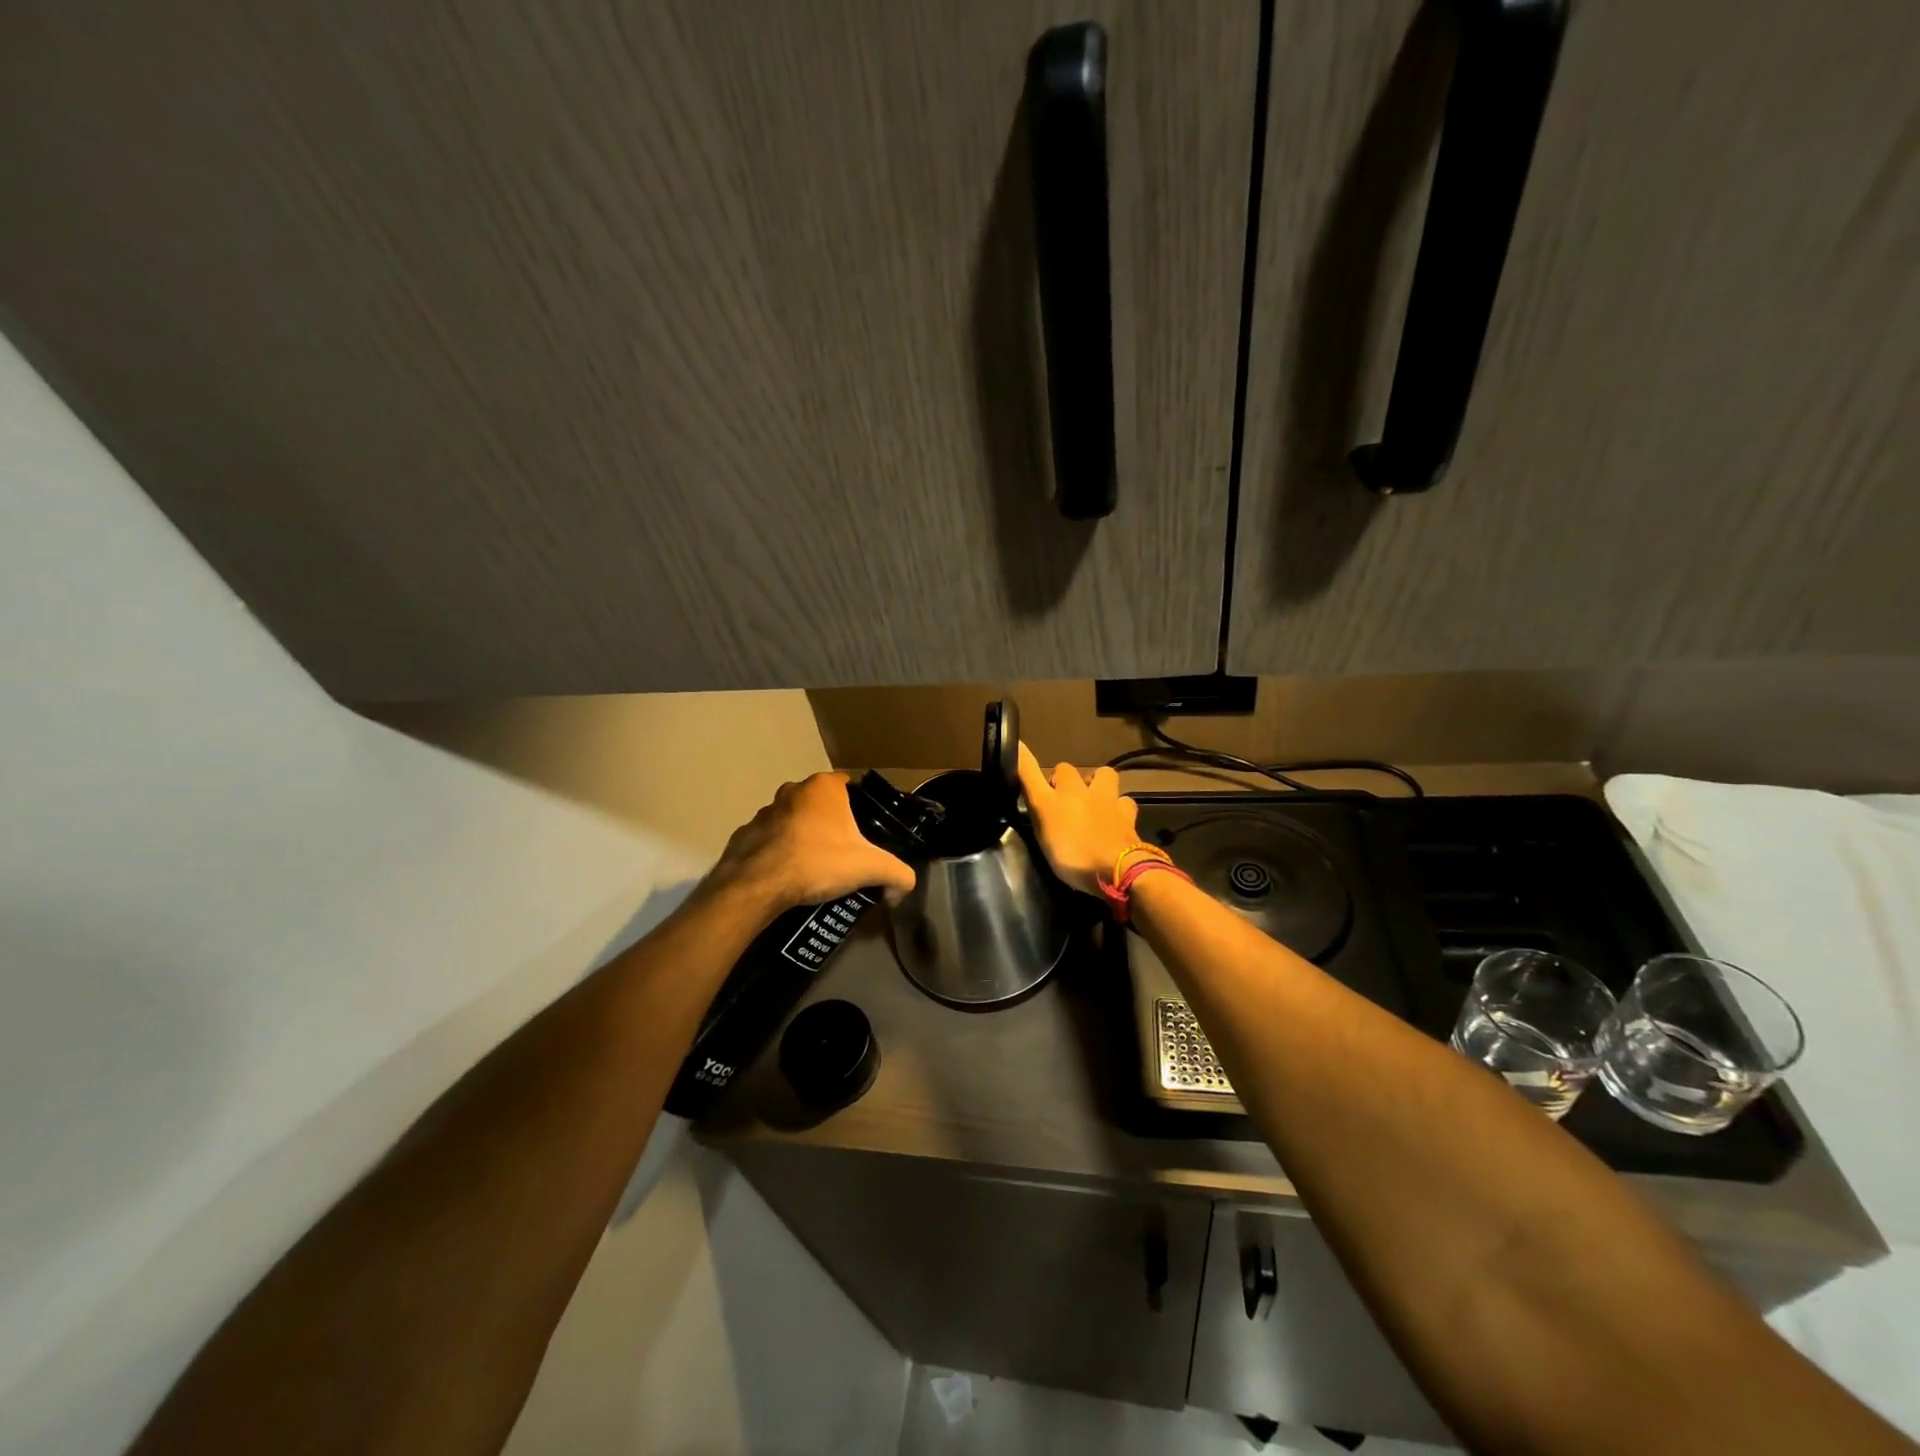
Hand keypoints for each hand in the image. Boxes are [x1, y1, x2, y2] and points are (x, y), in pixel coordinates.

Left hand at [710, 772, 916, 912]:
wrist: (758, 886)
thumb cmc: (817, 862)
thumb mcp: (870, 868)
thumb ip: (898, 875)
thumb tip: (902, 890)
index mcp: (824, 787)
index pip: (850, 786)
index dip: (861, 807)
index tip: (866, 832)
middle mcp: (792, 790)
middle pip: (821, 804)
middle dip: (832, 824)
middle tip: (844, 853)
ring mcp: (764, 811)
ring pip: (793, 821)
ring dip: (803, 837)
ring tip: (815, 869)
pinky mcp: (744, 834)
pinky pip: (770, 841)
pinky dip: (779, 853)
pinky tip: (788, 876)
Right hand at [1016, 743, 1143, 895]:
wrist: (1118, 870)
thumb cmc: (1073, 851)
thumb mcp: (1042, 823)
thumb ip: (1032, 790)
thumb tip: (1020, 748)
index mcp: (1060, 795)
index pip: (1034, 771)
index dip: (1025, 761)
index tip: (1019, 753)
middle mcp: (1084, 791)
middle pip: (1070, 771)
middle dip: (1065, 779)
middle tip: (1060, 798)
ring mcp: (1109, 803)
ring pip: (1105, 777)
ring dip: (1098, 783)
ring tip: (1093, 799)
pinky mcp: (1128, 818)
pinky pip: (1125, 803)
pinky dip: (1120, 806)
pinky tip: (1116, 816)